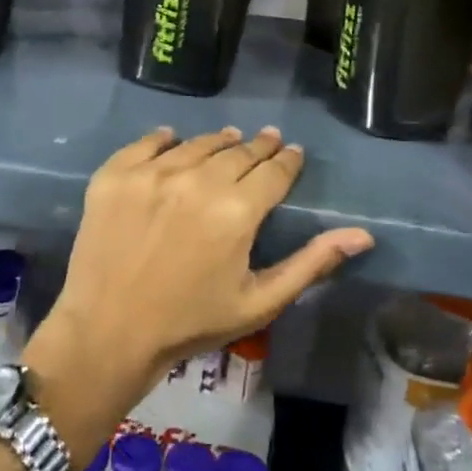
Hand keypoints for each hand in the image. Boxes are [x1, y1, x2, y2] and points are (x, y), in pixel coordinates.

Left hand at [26, 127, 373, 412]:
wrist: (109, 331)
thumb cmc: (191, 323)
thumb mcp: (260, 301)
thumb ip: (311, 263)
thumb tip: (362, 234)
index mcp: (238, 210)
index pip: (274, 171)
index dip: (288, 160)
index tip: (293, 153)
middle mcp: (197, 179)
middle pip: (238, 152)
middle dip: (258, 147)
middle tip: (267, 140)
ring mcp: (152, 173)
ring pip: (197, 144)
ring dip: (218, 141)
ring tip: (228, 139)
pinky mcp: (115, 174)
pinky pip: (147, 143)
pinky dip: (164, 139)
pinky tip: (173, 138)